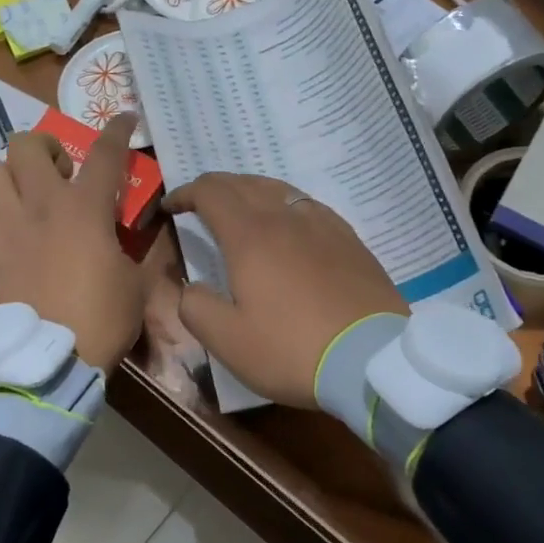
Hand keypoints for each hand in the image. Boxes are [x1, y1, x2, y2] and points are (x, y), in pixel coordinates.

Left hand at [0, 116, 144, 373]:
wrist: (47, 361)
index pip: (105, 154)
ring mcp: (4, 226)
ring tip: (26, 195)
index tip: (124, 117)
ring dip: (12, 176)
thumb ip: (140, 249)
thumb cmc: (101, 319)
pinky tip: (2, 223)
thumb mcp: (137, 283)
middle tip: (61, 170)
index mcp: (85, 209)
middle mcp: (40, 205)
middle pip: (28, 145)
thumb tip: (144, 233)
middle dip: (46, 147)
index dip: (117, 130)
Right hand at [165, 174, 405, 408]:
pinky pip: (307, 205)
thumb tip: (190, 287)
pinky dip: (284, 204)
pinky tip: (288, 225)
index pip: (211, 192)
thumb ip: (196, 307)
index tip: (170, 207)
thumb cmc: (291, 349)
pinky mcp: (349, 239)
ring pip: (278, 189)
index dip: (185, 193)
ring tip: (240, 209)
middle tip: (199, 205)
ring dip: (250, 191)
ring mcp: (323, 224)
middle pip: (244, 183)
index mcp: (250, 235)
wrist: (372, 359)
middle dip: (215, 188)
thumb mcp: (228, 341)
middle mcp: (285, 217)